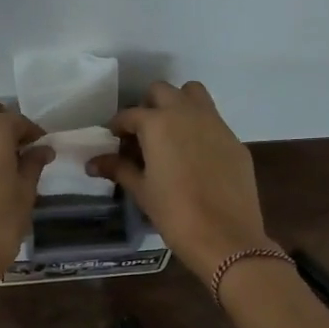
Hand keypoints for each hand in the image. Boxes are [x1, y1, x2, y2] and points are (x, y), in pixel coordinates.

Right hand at [88, 81, 271, 283]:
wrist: (225, 236)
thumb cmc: (175, 213)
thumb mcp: (142, 191)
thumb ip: (119, 169)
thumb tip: (93, 162)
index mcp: (158, 124)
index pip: (130, 114)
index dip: (118, 126)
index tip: (114, 139)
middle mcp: (187, 113)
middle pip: (162, 91)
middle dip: (148, 105)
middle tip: (142, 133)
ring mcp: (215, 123)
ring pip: (193, 94)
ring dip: (178, 104)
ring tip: (171, 133)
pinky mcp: (235, 140)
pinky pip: (213, 120)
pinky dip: (200, 127)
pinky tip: (196, 156)